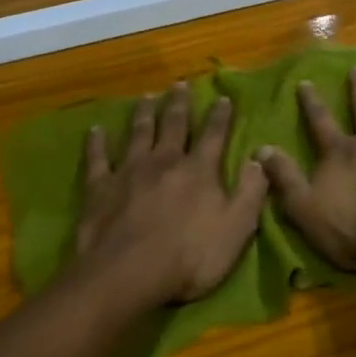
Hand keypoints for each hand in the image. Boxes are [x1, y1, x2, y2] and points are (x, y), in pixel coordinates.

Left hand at [73, 82, 268, 311]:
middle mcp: (165, 161)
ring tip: (146, 97)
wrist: (129, 272)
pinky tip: (95, 130)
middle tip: (179, 84)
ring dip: (143, 113)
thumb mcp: (237, 229)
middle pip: (173, 125)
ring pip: (138, 133)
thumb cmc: (190, 257)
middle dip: (178, 104)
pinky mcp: (101, 186)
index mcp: (199, 170)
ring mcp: (129, 171)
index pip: (213, 135)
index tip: (222, 97)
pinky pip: (98, 157)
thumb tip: (260, 158)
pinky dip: (96, 142)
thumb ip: (250, 191)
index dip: (219, 116)